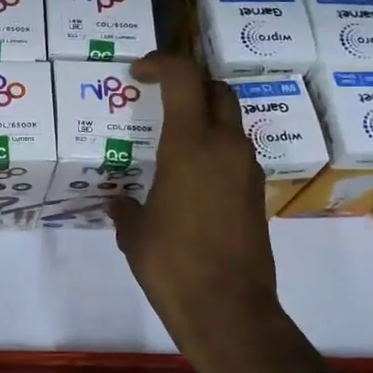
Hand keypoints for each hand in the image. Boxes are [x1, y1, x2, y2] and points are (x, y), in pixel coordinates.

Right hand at [109, 52, 320, 372]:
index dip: (161, 62)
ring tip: (171, 141)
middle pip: (216, 89)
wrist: (229, 310)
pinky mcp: (255, 193)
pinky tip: (189, 178)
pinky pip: (235, 153)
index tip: (138, 73)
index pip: (184, 77)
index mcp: (190, 146)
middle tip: (159, 99)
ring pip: (230, 121)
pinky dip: (214, 148)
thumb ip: (124, 207)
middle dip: (188, 84)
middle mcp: (225, 147)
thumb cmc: (172, 265)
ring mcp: (246, 170)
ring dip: (203, 117)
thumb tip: (117, 200)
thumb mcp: (135, 233)